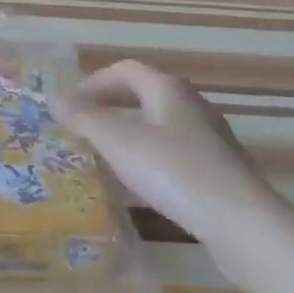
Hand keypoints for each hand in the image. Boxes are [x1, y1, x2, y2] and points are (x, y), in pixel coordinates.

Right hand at [54, 60, 268, 242]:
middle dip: (111, 105)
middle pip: (144, 93)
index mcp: (168, 89)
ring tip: (106, 155)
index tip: (70, 105)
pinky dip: (150, 156)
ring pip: (159, 123)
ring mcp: (209, 137)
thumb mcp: (119, 142)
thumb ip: (84, 118)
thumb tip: (52, 96)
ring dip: (129, 131)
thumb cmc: (174, 171)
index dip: (94, 82)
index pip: (126, 69)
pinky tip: (141, 183)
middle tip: (84, 126)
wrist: (241, 223)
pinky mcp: (218, 169)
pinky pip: (174, 150)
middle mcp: (191, 105)